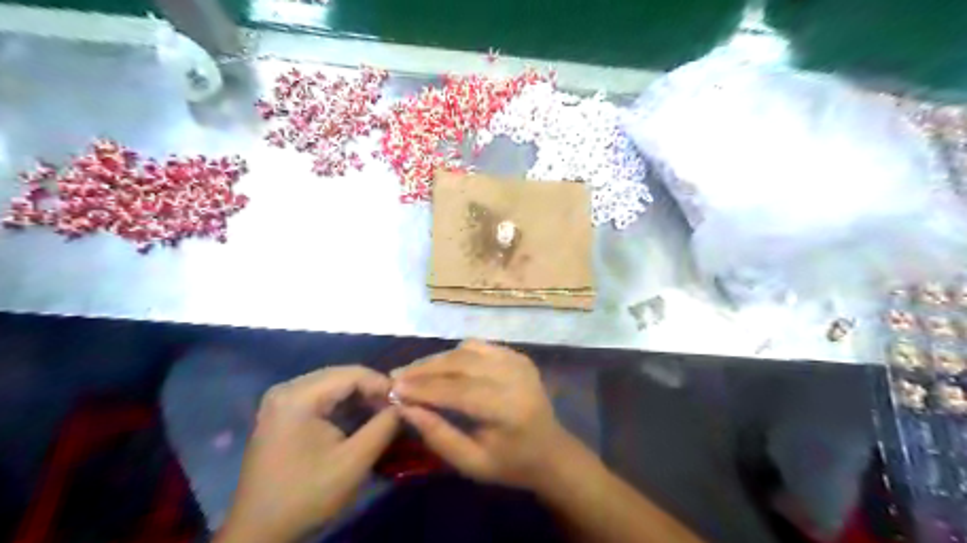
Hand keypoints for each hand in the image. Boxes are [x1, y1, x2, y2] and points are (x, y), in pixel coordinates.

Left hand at [215, 364, 397, 542]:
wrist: (258, 533)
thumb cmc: (307, 496)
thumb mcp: (354, 462)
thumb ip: (385, 426)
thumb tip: (405, 404)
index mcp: (298, 396)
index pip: (352, 374)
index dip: (383, 384)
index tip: (406, 402)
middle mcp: (286, 389)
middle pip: (341, 376)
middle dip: (372, 390)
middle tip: (396, 408)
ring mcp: (281, 400)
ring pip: (332, 386)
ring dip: (359, 398)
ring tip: (383, 414)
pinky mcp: (281, 413)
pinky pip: (320, 397)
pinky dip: (343, 406)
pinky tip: (360, 419)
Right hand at [391, 343, 577, 492]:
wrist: (551, 450)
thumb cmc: (510, 464)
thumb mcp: (471, 463)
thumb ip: (437, 435)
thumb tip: (405, 408)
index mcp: (507, 408)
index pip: (457, 391)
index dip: (422, 388)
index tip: (392, 388)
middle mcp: (514, 377)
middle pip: (460, 364)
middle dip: (424, 369)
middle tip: (396, 376)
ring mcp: (517, 361)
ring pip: (466, 350)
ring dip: (436, 359)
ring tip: (412, 371)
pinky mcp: (517, 355)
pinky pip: (478, 346)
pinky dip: (455, 353)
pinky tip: (440, 366)